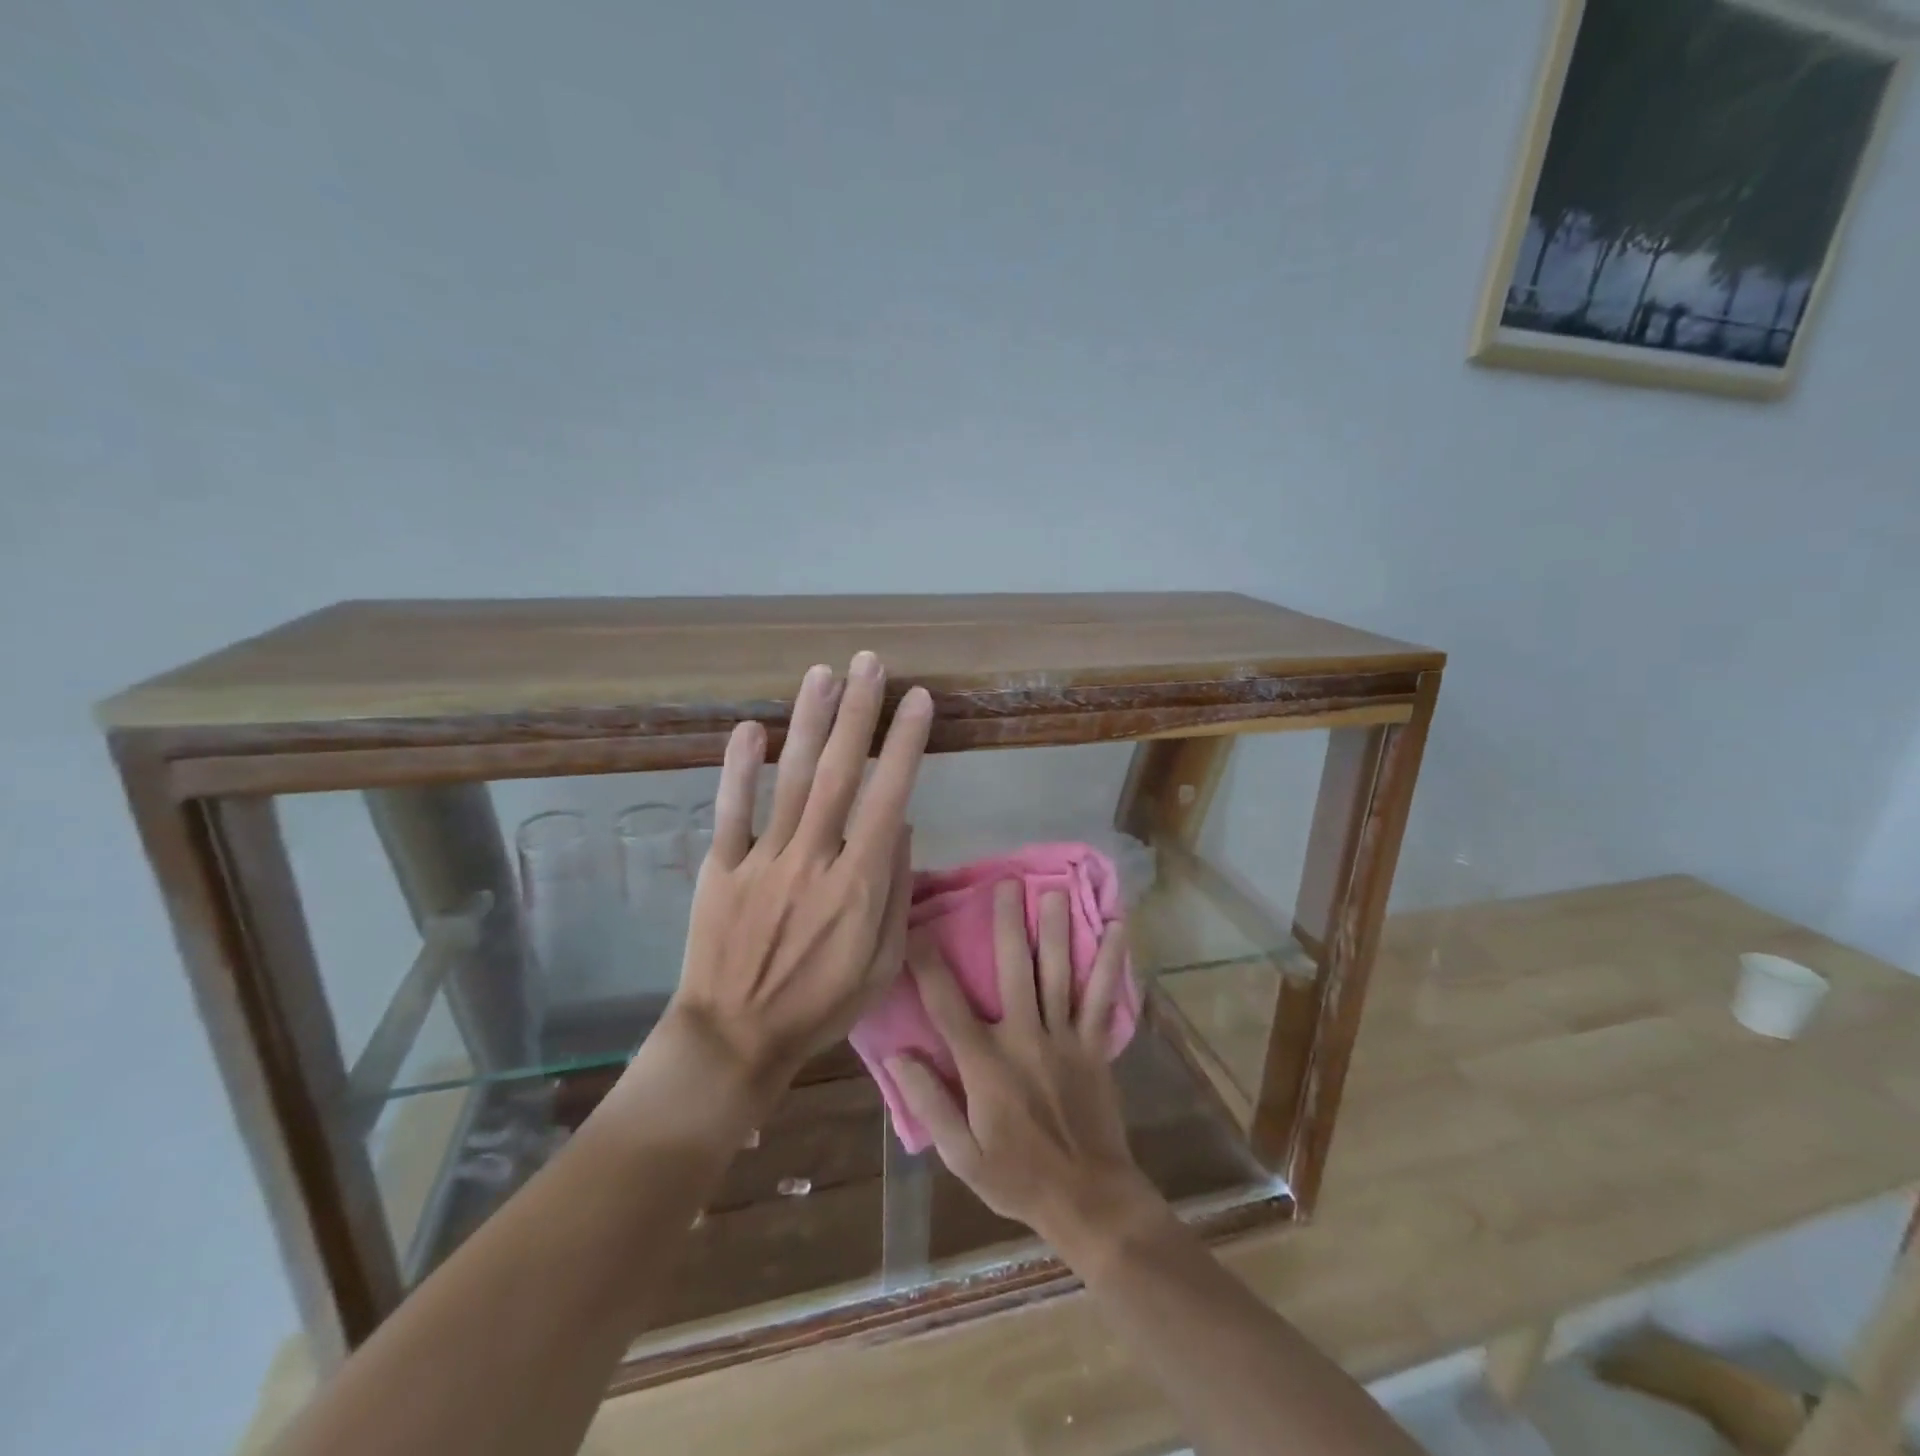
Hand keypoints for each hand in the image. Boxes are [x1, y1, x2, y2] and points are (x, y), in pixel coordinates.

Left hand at [665, 652, 931, 1102]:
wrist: (735, 1038)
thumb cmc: (820, 1005)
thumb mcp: (883, 964)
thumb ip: (896, 892)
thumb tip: (902, 826)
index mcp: (859, 884)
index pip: (890, 798)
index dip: (905, 745)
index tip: (918, 701)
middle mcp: (814, 859)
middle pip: (841, 774)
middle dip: (859, 714)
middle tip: (870, 664)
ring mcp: (764, 860)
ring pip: (792, 780)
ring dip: (809, 723)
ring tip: (823, 674)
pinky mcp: (721, 868)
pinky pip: (732, 811)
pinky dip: (740, 769)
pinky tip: (750, 728)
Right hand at [888, 882, 1164, 1248]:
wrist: (1088, 1200)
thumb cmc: (1017, 1178)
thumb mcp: (961, 1155)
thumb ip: (928, 1102)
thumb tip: (898, 1054)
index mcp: (985, 1064)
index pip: (947, 1003)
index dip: (927, 962)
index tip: (915, 925)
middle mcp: (1024, 1038)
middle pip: (1012, 970)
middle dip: (1007, 923)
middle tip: (1005, 882)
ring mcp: (1064, 1039)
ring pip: (1057, 973)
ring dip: (1055, 929)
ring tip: (1053, 890)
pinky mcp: (1094, 1046)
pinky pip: (1102, 997)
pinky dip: (1111, 962)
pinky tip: (1118, 927)